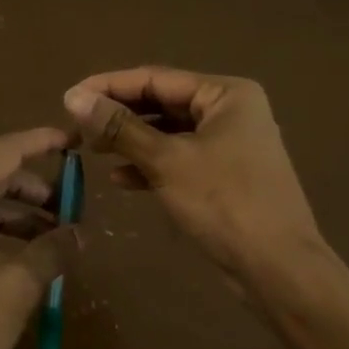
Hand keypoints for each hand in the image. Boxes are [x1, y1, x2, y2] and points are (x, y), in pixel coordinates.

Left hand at [0, 128, 76, 348]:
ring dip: (19, 215)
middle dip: (36, 189)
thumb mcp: (16, 289)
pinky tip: (24, 258)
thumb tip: (80, 233)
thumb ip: (52, 252)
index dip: (43, 142)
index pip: (7, 151)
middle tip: (74, 208)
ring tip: (56, 240)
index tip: (75, 141)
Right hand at [63, 68, 334, 310]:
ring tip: (91, 150)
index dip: (110, 86)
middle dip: (119, 115)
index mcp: (226, 94)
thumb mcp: (166, 160)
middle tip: (76, 126)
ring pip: (169, 133)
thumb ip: (120, 127)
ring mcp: (230, 145)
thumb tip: (73, 97)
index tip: (69, 97)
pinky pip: (179, 159)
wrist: (279, 270)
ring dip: (131, 141)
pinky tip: (120, 179)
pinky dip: (150, 165)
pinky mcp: (224, 176)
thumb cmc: (224, 203)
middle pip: (162, 103)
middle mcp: (231, 111)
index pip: (156, 78)